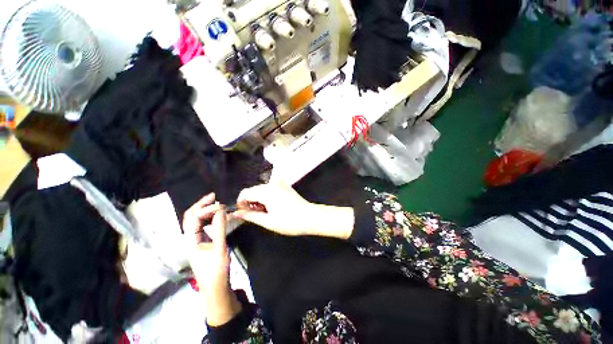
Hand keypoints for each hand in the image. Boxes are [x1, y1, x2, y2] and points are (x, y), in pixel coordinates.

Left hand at [183, 193, 240, 326]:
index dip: (204, 208)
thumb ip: (219, 228)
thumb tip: (221, 209)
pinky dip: (208, 218)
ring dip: (204, 211)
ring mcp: (195, 241)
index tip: (219, 203)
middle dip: (200, 205)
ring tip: (215, 204)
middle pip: (190, 218)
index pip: (193, 218)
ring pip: (195, 222)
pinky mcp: (202, 244)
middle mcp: (190, 239)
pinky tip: (215, 216)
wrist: (216, 288)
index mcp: (190, 240)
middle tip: (214, 197)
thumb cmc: (216, 270)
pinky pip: (202, 227)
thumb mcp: (219, 248)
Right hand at [233, 182, 354, 239]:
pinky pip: (270, 190)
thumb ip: (250, 216)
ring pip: (261, 190)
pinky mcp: (285, 186)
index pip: (245, 192)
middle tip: (255, 216)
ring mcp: (280, 184)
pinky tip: (271, 207)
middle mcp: (273, 184)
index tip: (243, 213)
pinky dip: (266, 198)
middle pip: (253, 190)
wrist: (311, 217)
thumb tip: (236, 213)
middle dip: (250, 202)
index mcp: (267, 191)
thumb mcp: (268, 222)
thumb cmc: (290, 222)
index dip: (240, 203)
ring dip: (258, 201)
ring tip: (265, 213)